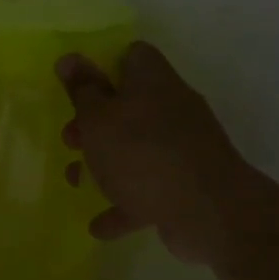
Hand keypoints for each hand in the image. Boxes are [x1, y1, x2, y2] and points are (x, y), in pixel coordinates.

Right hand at [57, 42, 252, 266]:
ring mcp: (183, 148)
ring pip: (136, 148)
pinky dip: (124, 202)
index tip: (77, 87)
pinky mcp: (186, 184)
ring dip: (104, 163)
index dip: (103, 66)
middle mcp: (172, 108)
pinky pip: (147, 188)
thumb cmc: (142, 154)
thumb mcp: (97, 119)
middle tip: (71, 140)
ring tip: (77, 182)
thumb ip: (81, 91)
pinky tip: (99, 223)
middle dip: (95, 123)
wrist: (209, 213)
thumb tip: (69, 57)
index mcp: (153, 82)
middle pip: (129, 104)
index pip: (132, 56)